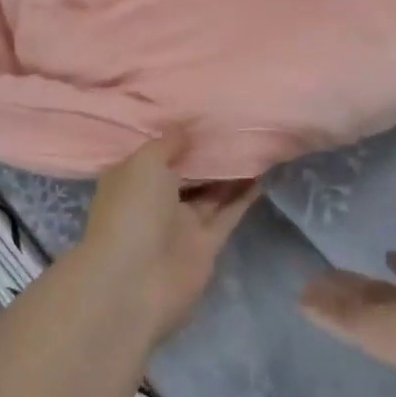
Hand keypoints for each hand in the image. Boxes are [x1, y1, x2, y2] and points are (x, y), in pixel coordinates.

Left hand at [76, 131, 259, 345]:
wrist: (134, 283)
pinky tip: (264, 173)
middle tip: (238, 123)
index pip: (157, 152)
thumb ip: (168, 143)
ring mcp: (181, 224)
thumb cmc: (132, 211)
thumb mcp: (145, 163)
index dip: (179, 135)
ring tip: (256, 143)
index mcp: (132, 178)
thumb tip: (185, 129)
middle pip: (187, 171)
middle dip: (208, 152)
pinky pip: (228, 214)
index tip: (206, 113)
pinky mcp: (206, 245)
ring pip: (210, 192)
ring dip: (231, 172)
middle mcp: (156, 200)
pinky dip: (244, 196)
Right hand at [298, 173, 395, 370]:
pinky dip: (321, 311)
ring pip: (354, 305)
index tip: (386, 251)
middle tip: (327, 265)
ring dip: (332, 294)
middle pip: (376, 290)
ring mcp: (387, 321)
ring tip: (305, 282)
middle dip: (355, 280)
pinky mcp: (366, 336)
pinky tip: (300, 300)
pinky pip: (339, 320)